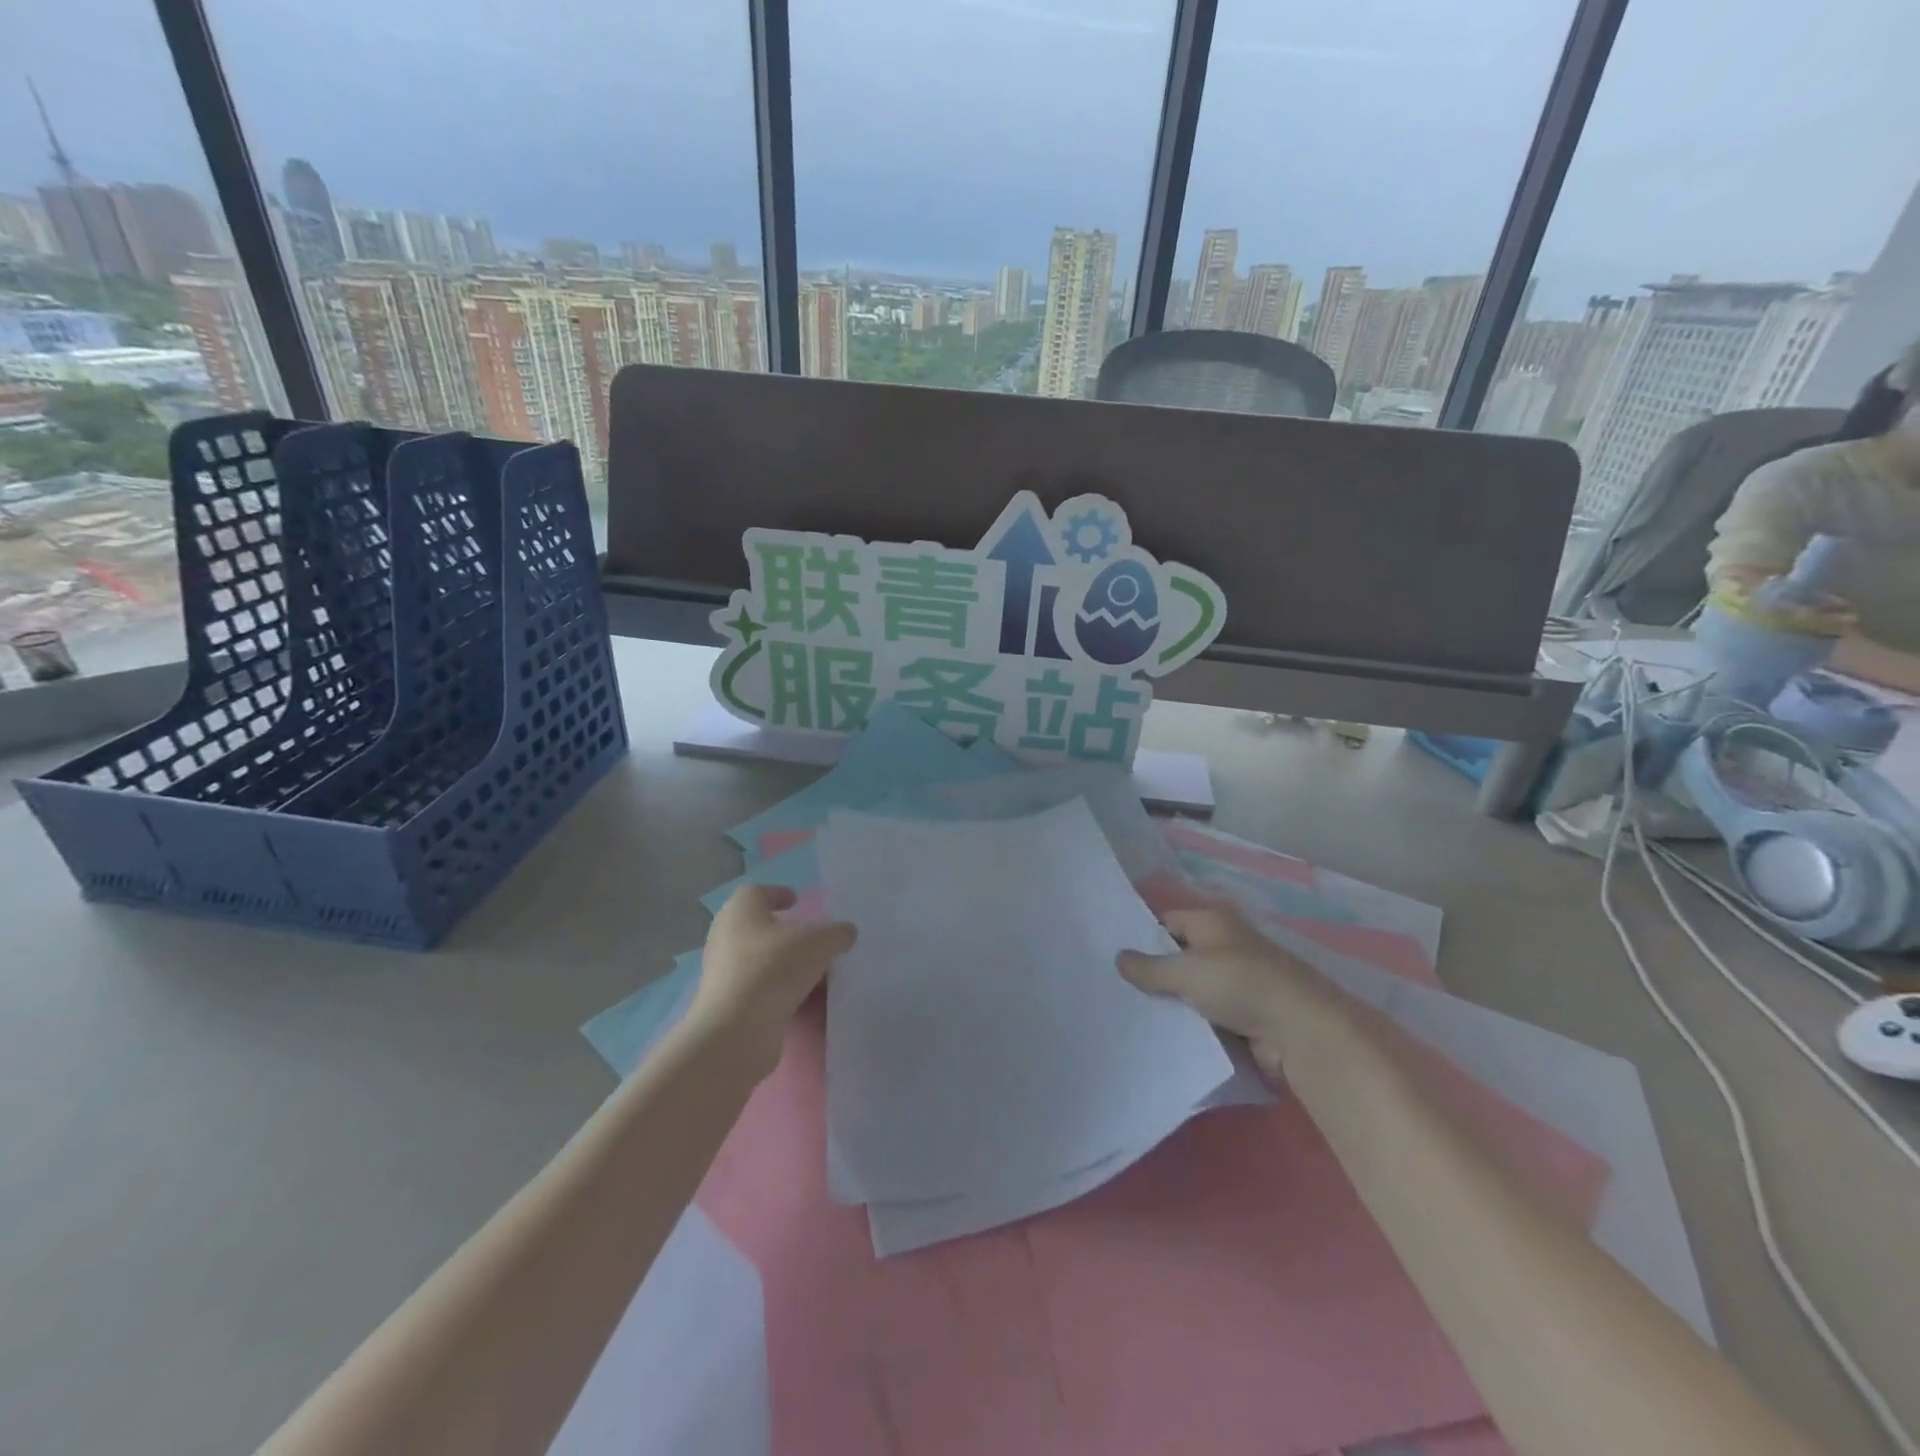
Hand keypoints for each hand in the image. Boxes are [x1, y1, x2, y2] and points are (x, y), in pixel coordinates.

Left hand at [686, 885, 855, 1073]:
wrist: (737, 1030)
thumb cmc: (775, 967)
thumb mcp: (821, 942)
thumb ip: (838, 933)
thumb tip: (845, 933)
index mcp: (741, 910)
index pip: (757, 892)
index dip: (778, 894)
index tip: (797, 901)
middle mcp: (725, 936)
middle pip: (758, 928)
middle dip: (785, 933)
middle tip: (812, 940)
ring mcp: (722, 973)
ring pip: (759, 960)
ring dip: (785, 965)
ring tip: (816, 975)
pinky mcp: (727, 1005)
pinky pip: (758, 989)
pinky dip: (778, 991)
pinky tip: (803, 1001)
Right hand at [1117, 906, 1310, 1078]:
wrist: (1300, 1031)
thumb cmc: (1239, 984)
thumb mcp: (1185, 971)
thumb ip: (1148, 967)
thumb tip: (1118, 958)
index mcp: (1212, 922)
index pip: (1167, 922)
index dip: (1141, 938)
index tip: (1113, 959)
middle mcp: (1226, 946)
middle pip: (1180, 957)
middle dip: (1153, 975)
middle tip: (1115, 991)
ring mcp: (1238, 983)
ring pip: (1192, 991)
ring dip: (1172, 1005)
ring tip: (1131, 1017)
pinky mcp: (1246, 1017)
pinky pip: (1208, 1018)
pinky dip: (1192, 1026)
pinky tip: (1163, 1037)